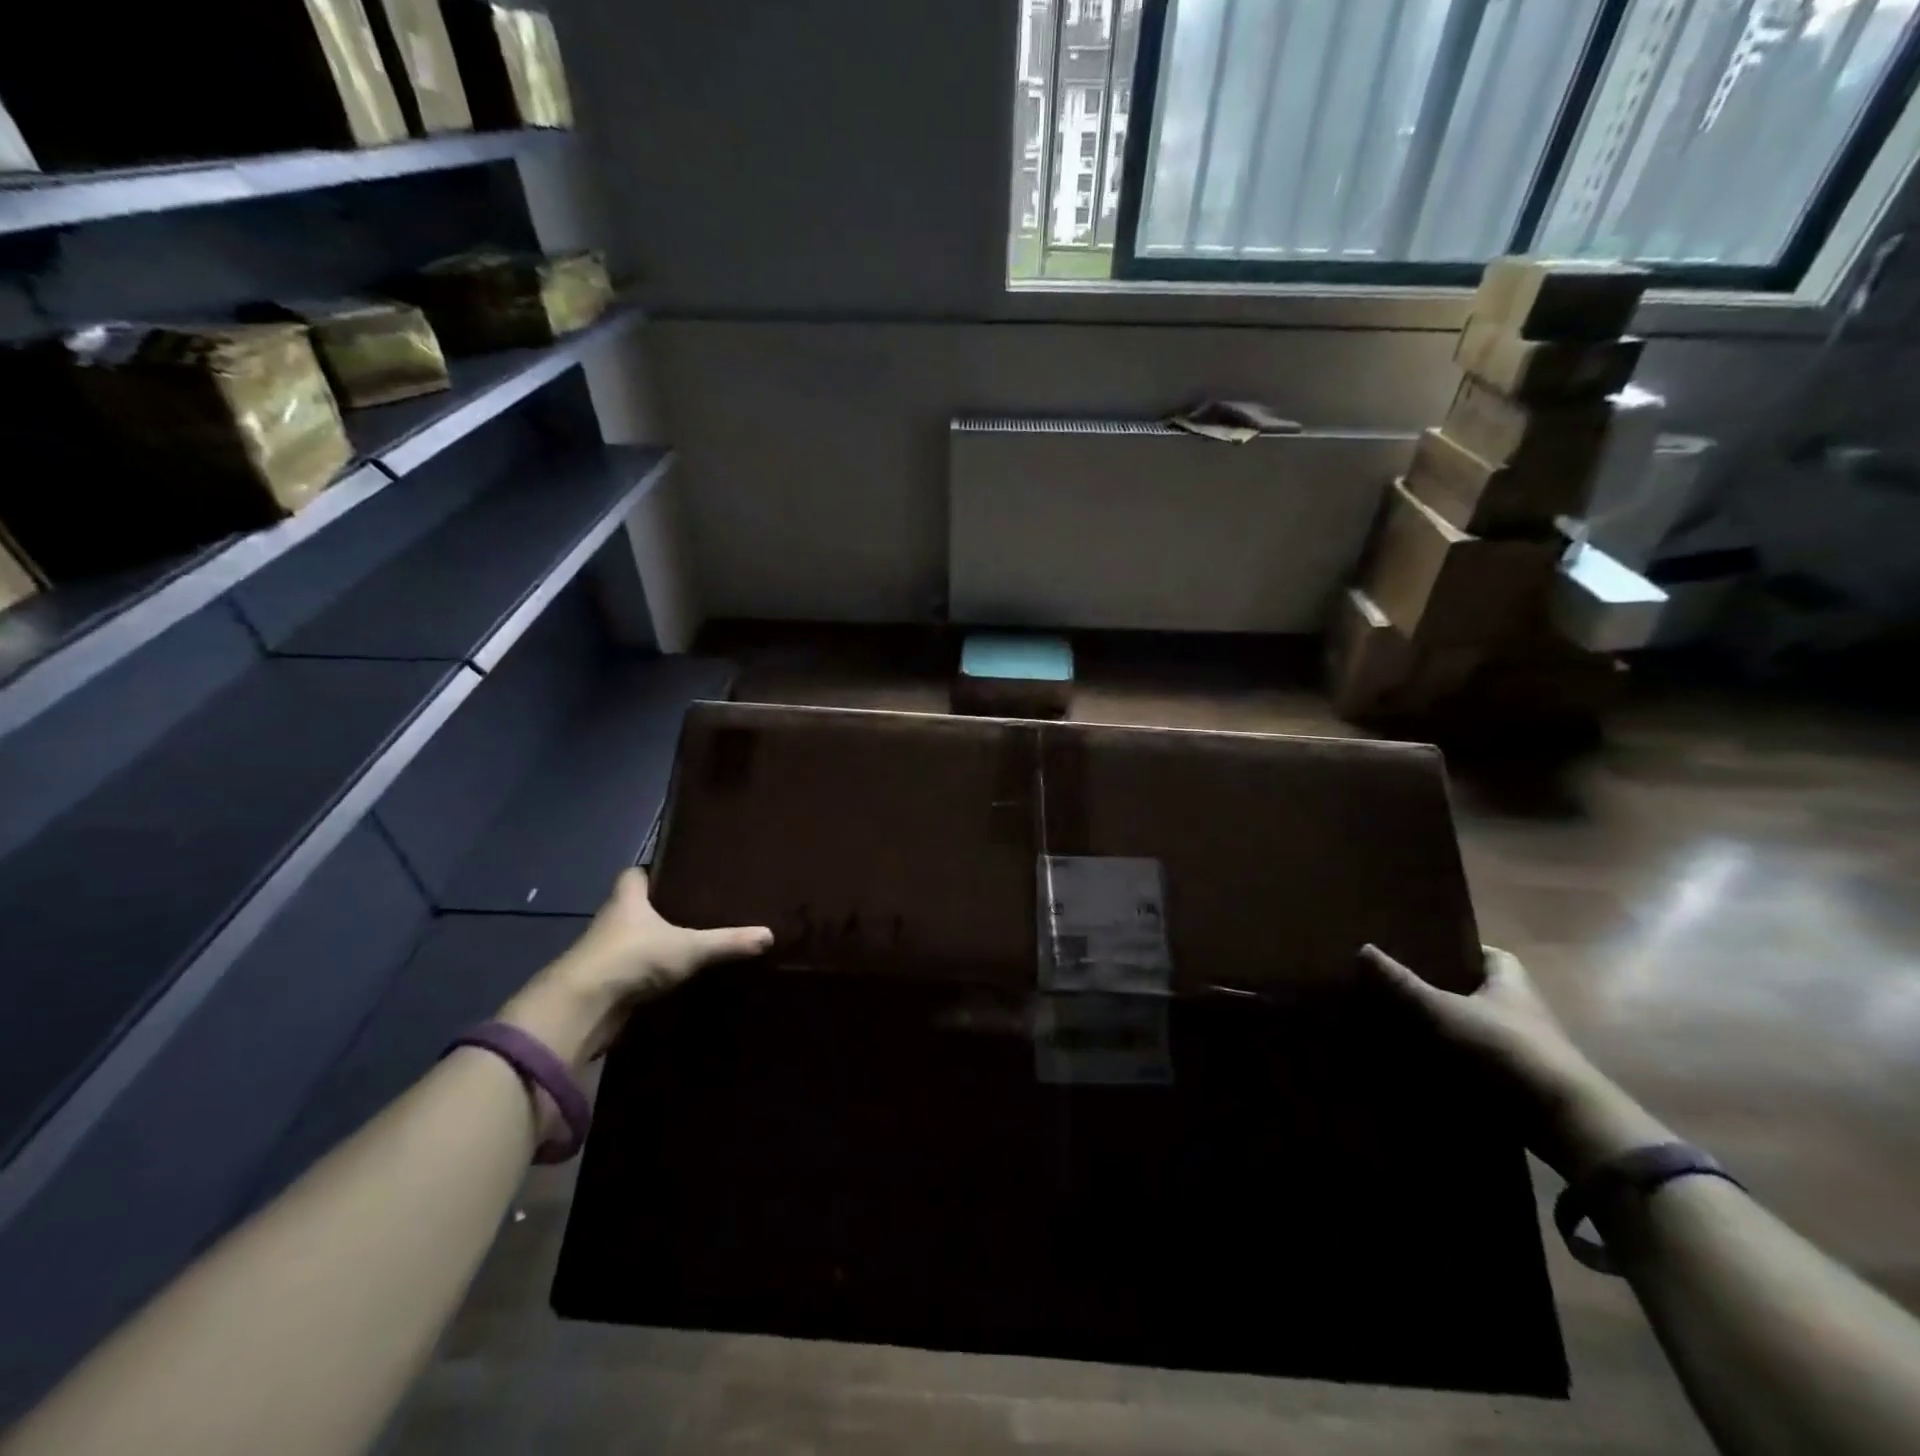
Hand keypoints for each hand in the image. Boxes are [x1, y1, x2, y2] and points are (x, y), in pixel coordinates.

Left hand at [500, 869, 772, 1066]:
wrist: (582, 1008)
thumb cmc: (632, 957)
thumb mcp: (688, 947)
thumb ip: (727, 941)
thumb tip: (769, 935)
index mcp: (627, 898)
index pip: (635, 873)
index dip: (652, 871)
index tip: (678, 872)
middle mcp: (611, 920)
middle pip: (634, 906)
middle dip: (659, 907)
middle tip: (696, 907)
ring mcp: (604, 953)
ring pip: (632, 940)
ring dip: (652, 942)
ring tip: (691, 941)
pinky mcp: (604, 984)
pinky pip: (631, 970)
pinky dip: (648, 972)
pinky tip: (673, 976)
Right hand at [1359, 943, 1669, 1176]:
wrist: (1563, 1120)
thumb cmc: (1506, 1048)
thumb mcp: (1445, 1011)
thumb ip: (1404, 984)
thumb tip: (1363, 948)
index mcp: (1511, 983)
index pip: (1490, 955)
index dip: (1460, 949)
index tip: (1425, 948)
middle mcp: (1521, 1012)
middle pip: (1478, 991)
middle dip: (1443, 989)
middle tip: (1398, 984)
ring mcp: (1522, 1050)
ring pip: (1475, 1029)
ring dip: (1445, 1029)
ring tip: (1397, 1022)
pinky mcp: (1516, 1084)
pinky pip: (1476, 1064)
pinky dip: (1451, 1063)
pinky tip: (1417, 1062)